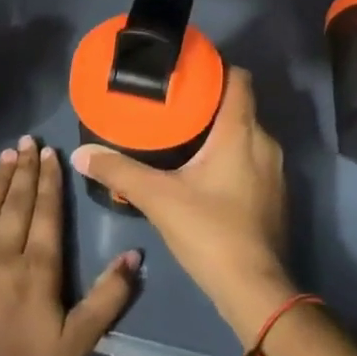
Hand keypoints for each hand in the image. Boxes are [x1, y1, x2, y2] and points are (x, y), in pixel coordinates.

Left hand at [0, 136, 138, 355]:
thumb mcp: (77, 346)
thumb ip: (107, 298)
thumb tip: (134, 254)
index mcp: (38, 270)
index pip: (47, 213)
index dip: (51, 181)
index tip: (52, 152)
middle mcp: (2, 257)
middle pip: (16, 205)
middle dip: (25, 171)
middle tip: (29, 141)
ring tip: (6, 156)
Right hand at [73, 69, 295, 345]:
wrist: (254, 288)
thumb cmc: (210, 231)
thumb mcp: (159, 199)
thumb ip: (120, 172)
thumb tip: (81, 153)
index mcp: (241, 130)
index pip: (239, 79)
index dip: (218, 67)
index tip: (190, 67)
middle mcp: (264, 141)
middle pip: (241, 105)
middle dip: (211, 101)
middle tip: (176, 101)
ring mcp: (275, 169)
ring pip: (247, 134)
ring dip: (221, 130)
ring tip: (186, 133)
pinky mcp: (275, 193)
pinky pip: (253, 158)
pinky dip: (232, 154)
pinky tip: (206, 170)